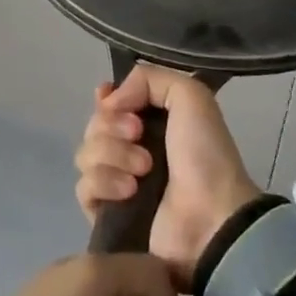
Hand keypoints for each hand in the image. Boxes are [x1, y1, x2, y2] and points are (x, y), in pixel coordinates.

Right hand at [75, 64, 262, 290]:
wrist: (211, 218)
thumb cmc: (205, 154)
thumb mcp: (190, 96)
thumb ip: (148, 78)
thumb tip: (109, 98)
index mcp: (150, 120)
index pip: (110, 101)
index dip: (106, 98)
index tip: (109, 98)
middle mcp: (130, 148)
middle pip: (94, 124)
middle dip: (111, 125)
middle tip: (138, 134)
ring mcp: (116, 182)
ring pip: (86, 153)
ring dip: (113, 155)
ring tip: (143, 169)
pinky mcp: (107, 214)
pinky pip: (84, 188)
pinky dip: (103, 184)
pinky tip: (129, 191)